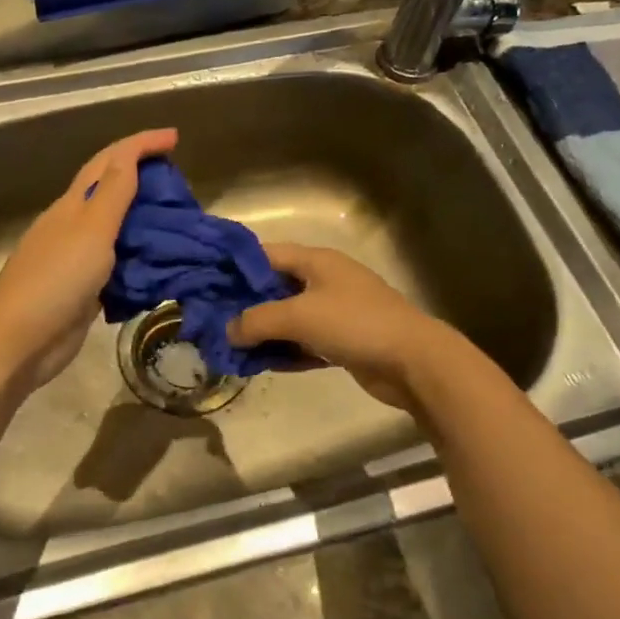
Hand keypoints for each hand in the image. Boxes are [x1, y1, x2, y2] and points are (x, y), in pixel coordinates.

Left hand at [0, 128, 177, 391]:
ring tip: (179, 222)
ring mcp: (77, 260)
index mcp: (74, 204)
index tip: (176, 138)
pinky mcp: (84, 292)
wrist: (19, 340)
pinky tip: (160, 265)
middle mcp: (74, 226)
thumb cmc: (55, 279)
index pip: (110, 161)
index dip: (141, 145)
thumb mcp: (90, 229)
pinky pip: (118, 265)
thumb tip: (130, 156)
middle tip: (181, 183)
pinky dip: (140, 258)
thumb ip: (113, 193)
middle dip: (144, 177)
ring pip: (117, 229)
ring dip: (145, 220)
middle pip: (112, 190)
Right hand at [226, 243, 454, 410]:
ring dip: (262, 332)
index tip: (206, 280)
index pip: (266, 254)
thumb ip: (257, 321)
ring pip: (288, 318)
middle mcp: (324, 281)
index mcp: (316, 261)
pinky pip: (303, 343)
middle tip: (212, 319)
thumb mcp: (298, 316)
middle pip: (275, 288)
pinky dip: (283, 351)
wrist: (413, 361)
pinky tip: (259, 364)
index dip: (236, 265)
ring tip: (229, 347)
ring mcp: (335, 312)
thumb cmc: (354, 323)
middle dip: (245, 304)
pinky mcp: (342, 341)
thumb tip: (228, 331)